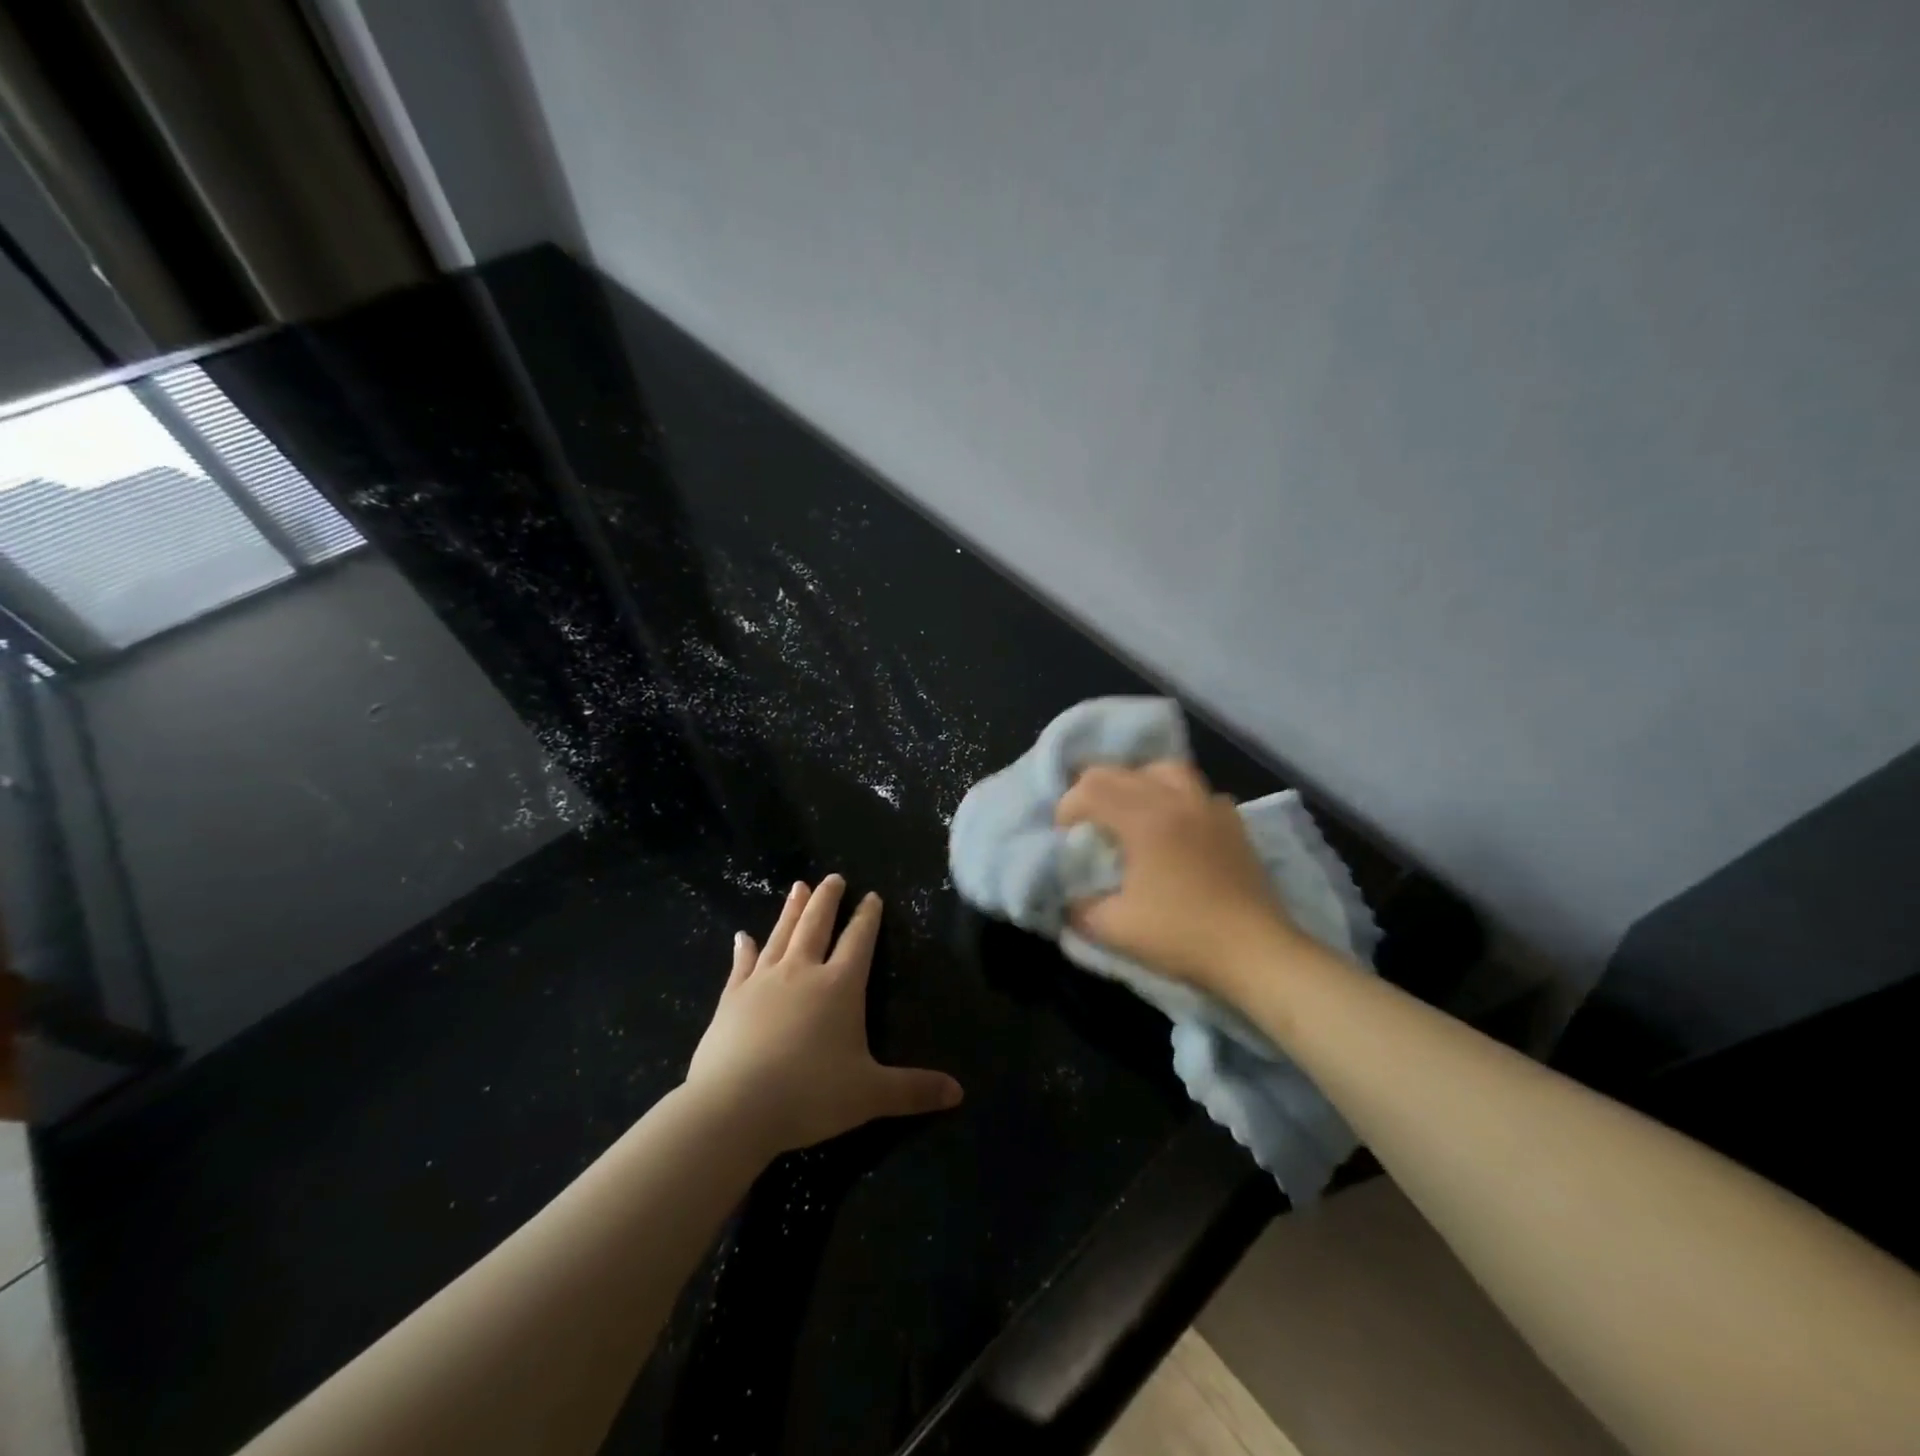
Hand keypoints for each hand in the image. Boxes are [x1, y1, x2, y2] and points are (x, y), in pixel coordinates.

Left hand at [685, 875, 962, 1157]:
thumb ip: (913, 1090)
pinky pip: (741, 964)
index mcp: (840, 987)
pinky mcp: (732, 998)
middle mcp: (802, 972)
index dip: (868, 918)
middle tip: (833, 877)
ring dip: (792, 910)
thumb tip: (959, 1092)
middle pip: (817, 925)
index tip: (872, 896)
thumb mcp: (870, 1095)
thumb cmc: (809, 1095)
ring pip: (782, 934)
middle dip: (828, 900)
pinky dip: (744, 949)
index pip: (859, 941)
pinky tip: (742, 936)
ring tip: (799, 886)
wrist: (734, 1107)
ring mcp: (763, 981)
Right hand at [1055, 760, 1299, 988]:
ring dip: (1136, 784)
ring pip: (1164, 770)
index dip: (1067, 807)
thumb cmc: (1182, 937)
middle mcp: (1177, 799)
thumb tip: (1068, 895)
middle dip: (1093, 791)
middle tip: (1086, 825)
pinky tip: (1174, 827)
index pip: (1091, 788)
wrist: (1256, 953)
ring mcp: (1210, 807)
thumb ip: (1079, 907)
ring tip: (1129, 813)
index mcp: (1145, 818)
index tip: (1064, 837)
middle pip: (1121, 771)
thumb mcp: (1113, 929)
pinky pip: (1196, 792)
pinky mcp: (1233, 823)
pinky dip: (1175, 799)